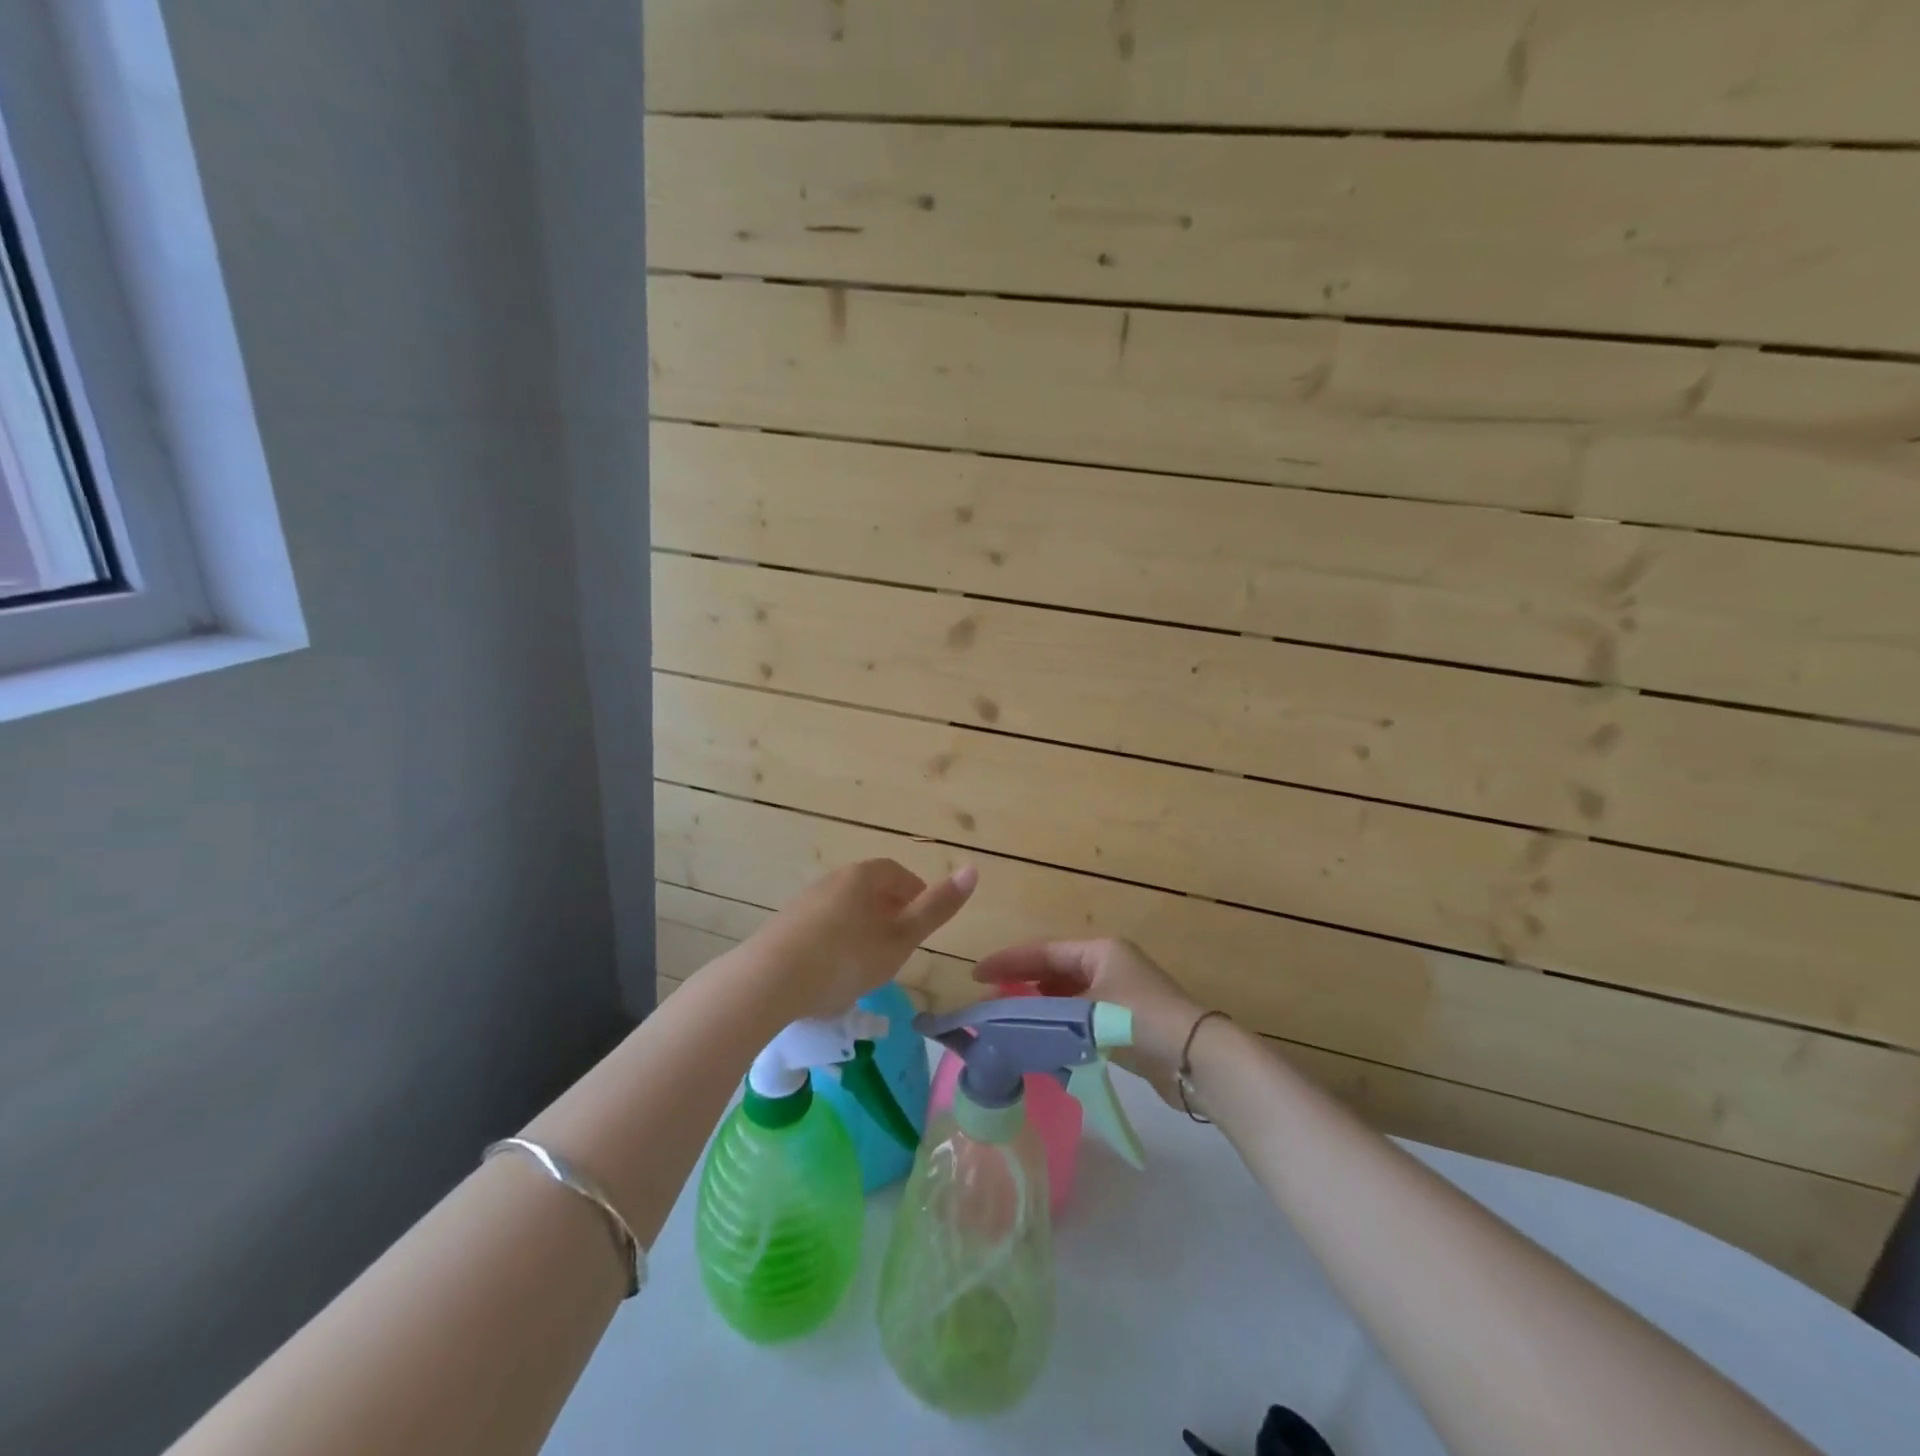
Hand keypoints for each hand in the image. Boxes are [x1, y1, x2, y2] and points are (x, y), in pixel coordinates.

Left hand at [743, 859, 978, 1020]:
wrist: (769, 981)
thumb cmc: (846, 958)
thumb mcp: (900, 938)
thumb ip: (936, 907)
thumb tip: (974, 869)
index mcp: (864, 876)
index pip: (899, 875)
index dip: (917, 896)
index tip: (923, 925)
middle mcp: (834, 879)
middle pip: (871, 890)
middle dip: (890, 913)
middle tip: (900, 947)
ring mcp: (805, 900)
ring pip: (846, 908)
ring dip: (862, 928)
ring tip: (868, 963)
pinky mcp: (784, 924)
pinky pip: (822, 926)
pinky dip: (836, 941)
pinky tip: (833, 972)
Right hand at [970, 938, 1207, 1102]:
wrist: (1196, 1058)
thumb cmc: (1139, 1020)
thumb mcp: (1086, 1010)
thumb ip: (1042, 1012)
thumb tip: (1004, 1019)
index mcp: (1099, 950)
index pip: (1043, 951)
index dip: (1008, 961)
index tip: (976, 974)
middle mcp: (1109, 965)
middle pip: (1054, 971)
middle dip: (1022, 984)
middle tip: (990, 1001)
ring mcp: (1119, 994)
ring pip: (1067, 996)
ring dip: (1040, 1008)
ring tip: (1009, 1022)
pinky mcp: (1126, 1023)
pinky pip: (1081, 1018)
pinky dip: (1060, 1027)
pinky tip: (1042, 1042)